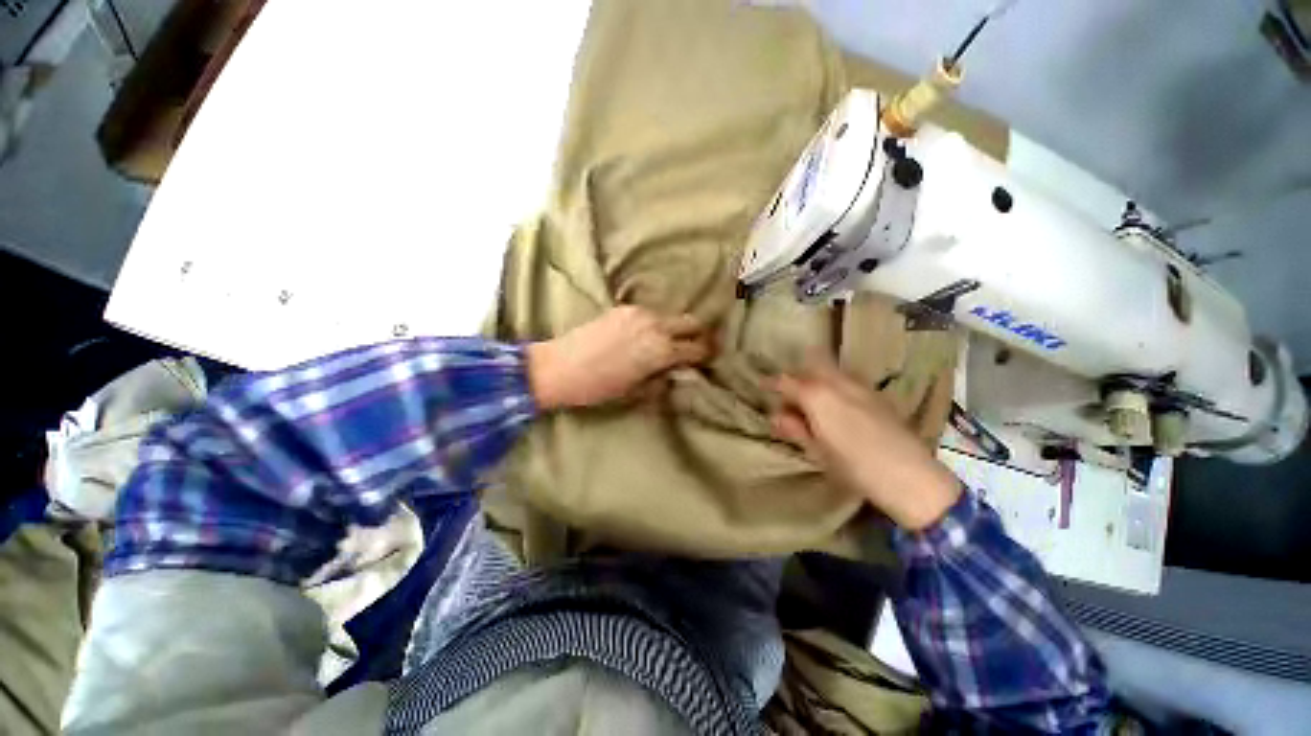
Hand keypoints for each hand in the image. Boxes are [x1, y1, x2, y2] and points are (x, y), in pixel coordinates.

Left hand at [526, 306, 713, 409]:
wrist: (558, 367)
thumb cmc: (598, 388)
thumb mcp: (635, 392)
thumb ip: (662, 380)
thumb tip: (676, 373)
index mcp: (661, 350)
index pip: (697, 348)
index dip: (707, 355)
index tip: (708, 360)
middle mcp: (655, 325)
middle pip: (692, 322)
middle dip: (699, 335)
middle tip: (696, 348)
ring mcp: (639, 313)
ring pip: (670, 316)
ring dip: (675, 329)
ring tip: (665, 343)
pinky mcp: (623, 308)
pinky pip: (650, 314)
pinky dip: (655, 324)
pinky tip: (642, 336)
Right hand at [770, 356, 961, 530]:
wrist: (911, 477)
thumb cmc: (855, 468)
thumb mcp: (817, 452)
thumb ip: (795, 429)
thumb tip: (776, 416)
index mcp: (817, 396)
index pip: (787, 381)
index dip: (772, 383)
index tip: (762, 387)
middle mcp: (837, 383)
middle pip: (811, 366)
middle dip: (797, 375)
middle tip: (789, 394)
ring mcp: (860, 386)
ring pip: (831, 370)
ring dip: (817, 377)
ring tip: (812, 399)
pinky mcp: (877, 395)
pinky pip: (848, 379)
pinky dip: (835, 384)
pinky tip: (838, 405)